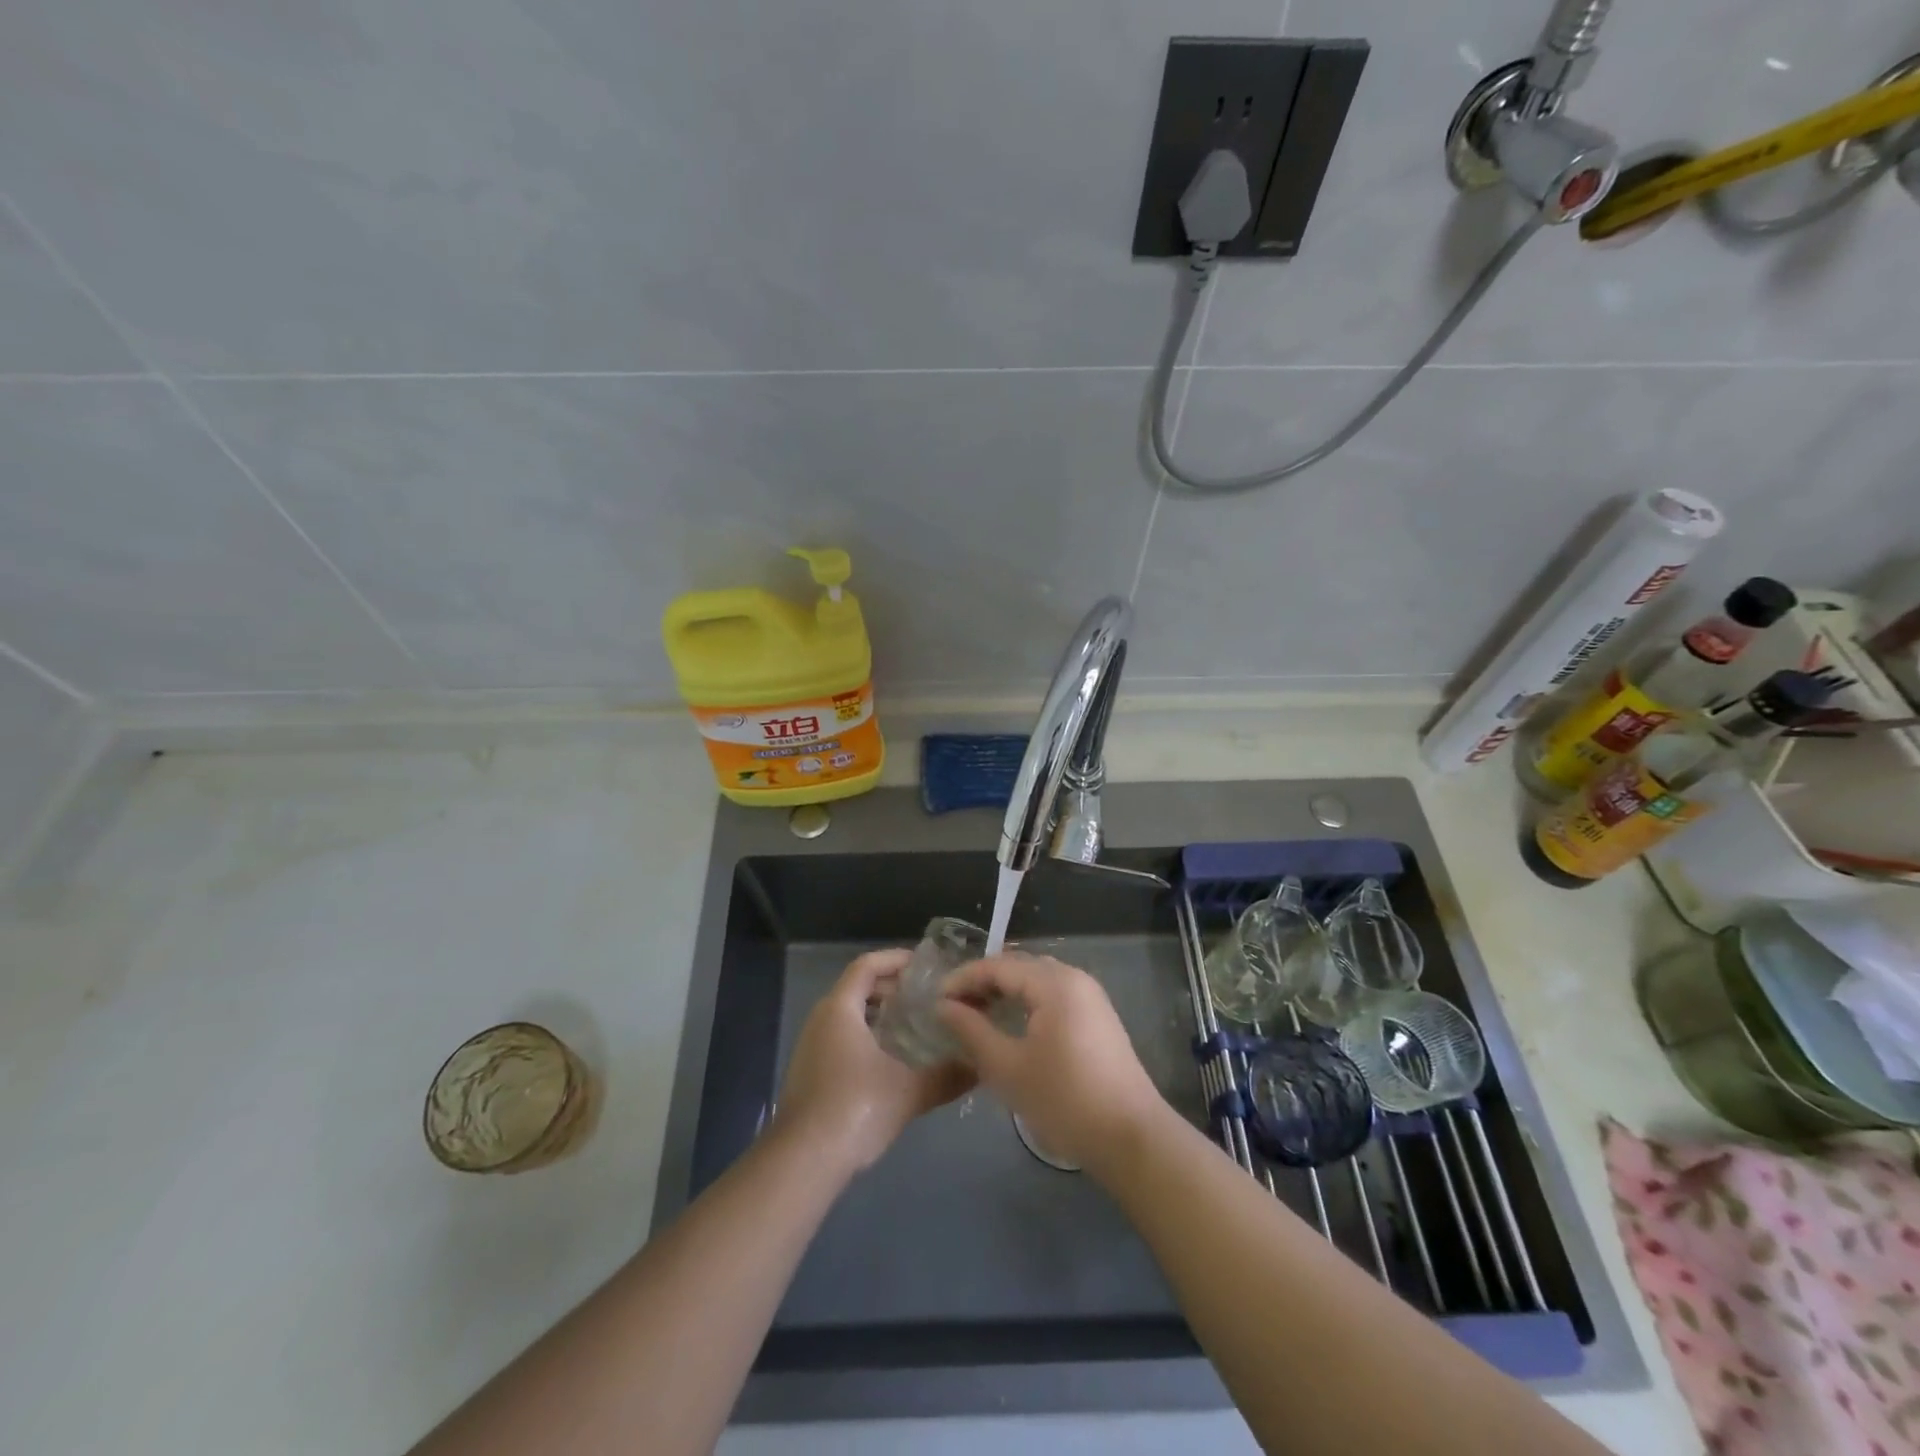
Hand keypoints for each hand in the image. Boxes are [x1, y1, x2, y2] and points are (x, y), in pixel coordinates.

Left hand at [775, 948, 974, 1175]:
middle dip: (889, 988)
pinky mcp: (809, 1073)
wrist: (803, 1161)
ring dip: (878, 1015)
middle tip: (924, 996)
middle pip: (856, 988)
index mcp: (840, 1009)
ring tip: (912, 1026)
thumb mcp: (909, 1091)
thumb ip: (946, 1076)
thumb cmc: (855, 1109)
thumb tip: (979, 1067)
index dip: (894, 959)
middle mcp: (821, 1019)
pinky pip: (841, 1038)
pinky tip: (890, 1061)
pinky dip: (866, 1036)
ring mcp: (811, 1047)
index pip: (866, 965)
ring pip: (848, 1015)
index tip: (923, 965)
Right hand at [936, 954, 1164, 1173]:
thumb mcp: (1007, 1067)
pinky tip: (1011, 1026)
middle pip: (1019, 966)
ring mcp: (1090, 996)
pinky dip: (1027, 1003)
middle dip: (983, 982)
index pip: (998, 965)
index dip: (963, 979)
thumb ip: (971, 1031)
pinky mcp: (1097, 1017)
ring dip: (1005, 992)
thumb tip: (943, 1006)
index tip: (935, 1000)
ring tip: (976, 1015)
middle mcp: (1074, 978)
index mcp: (1054, 983)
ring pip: (1037, 980)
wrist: (1131, 1137)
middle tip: (953, 1007)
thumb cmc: (1064, 1101)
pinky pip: (1053, 995)